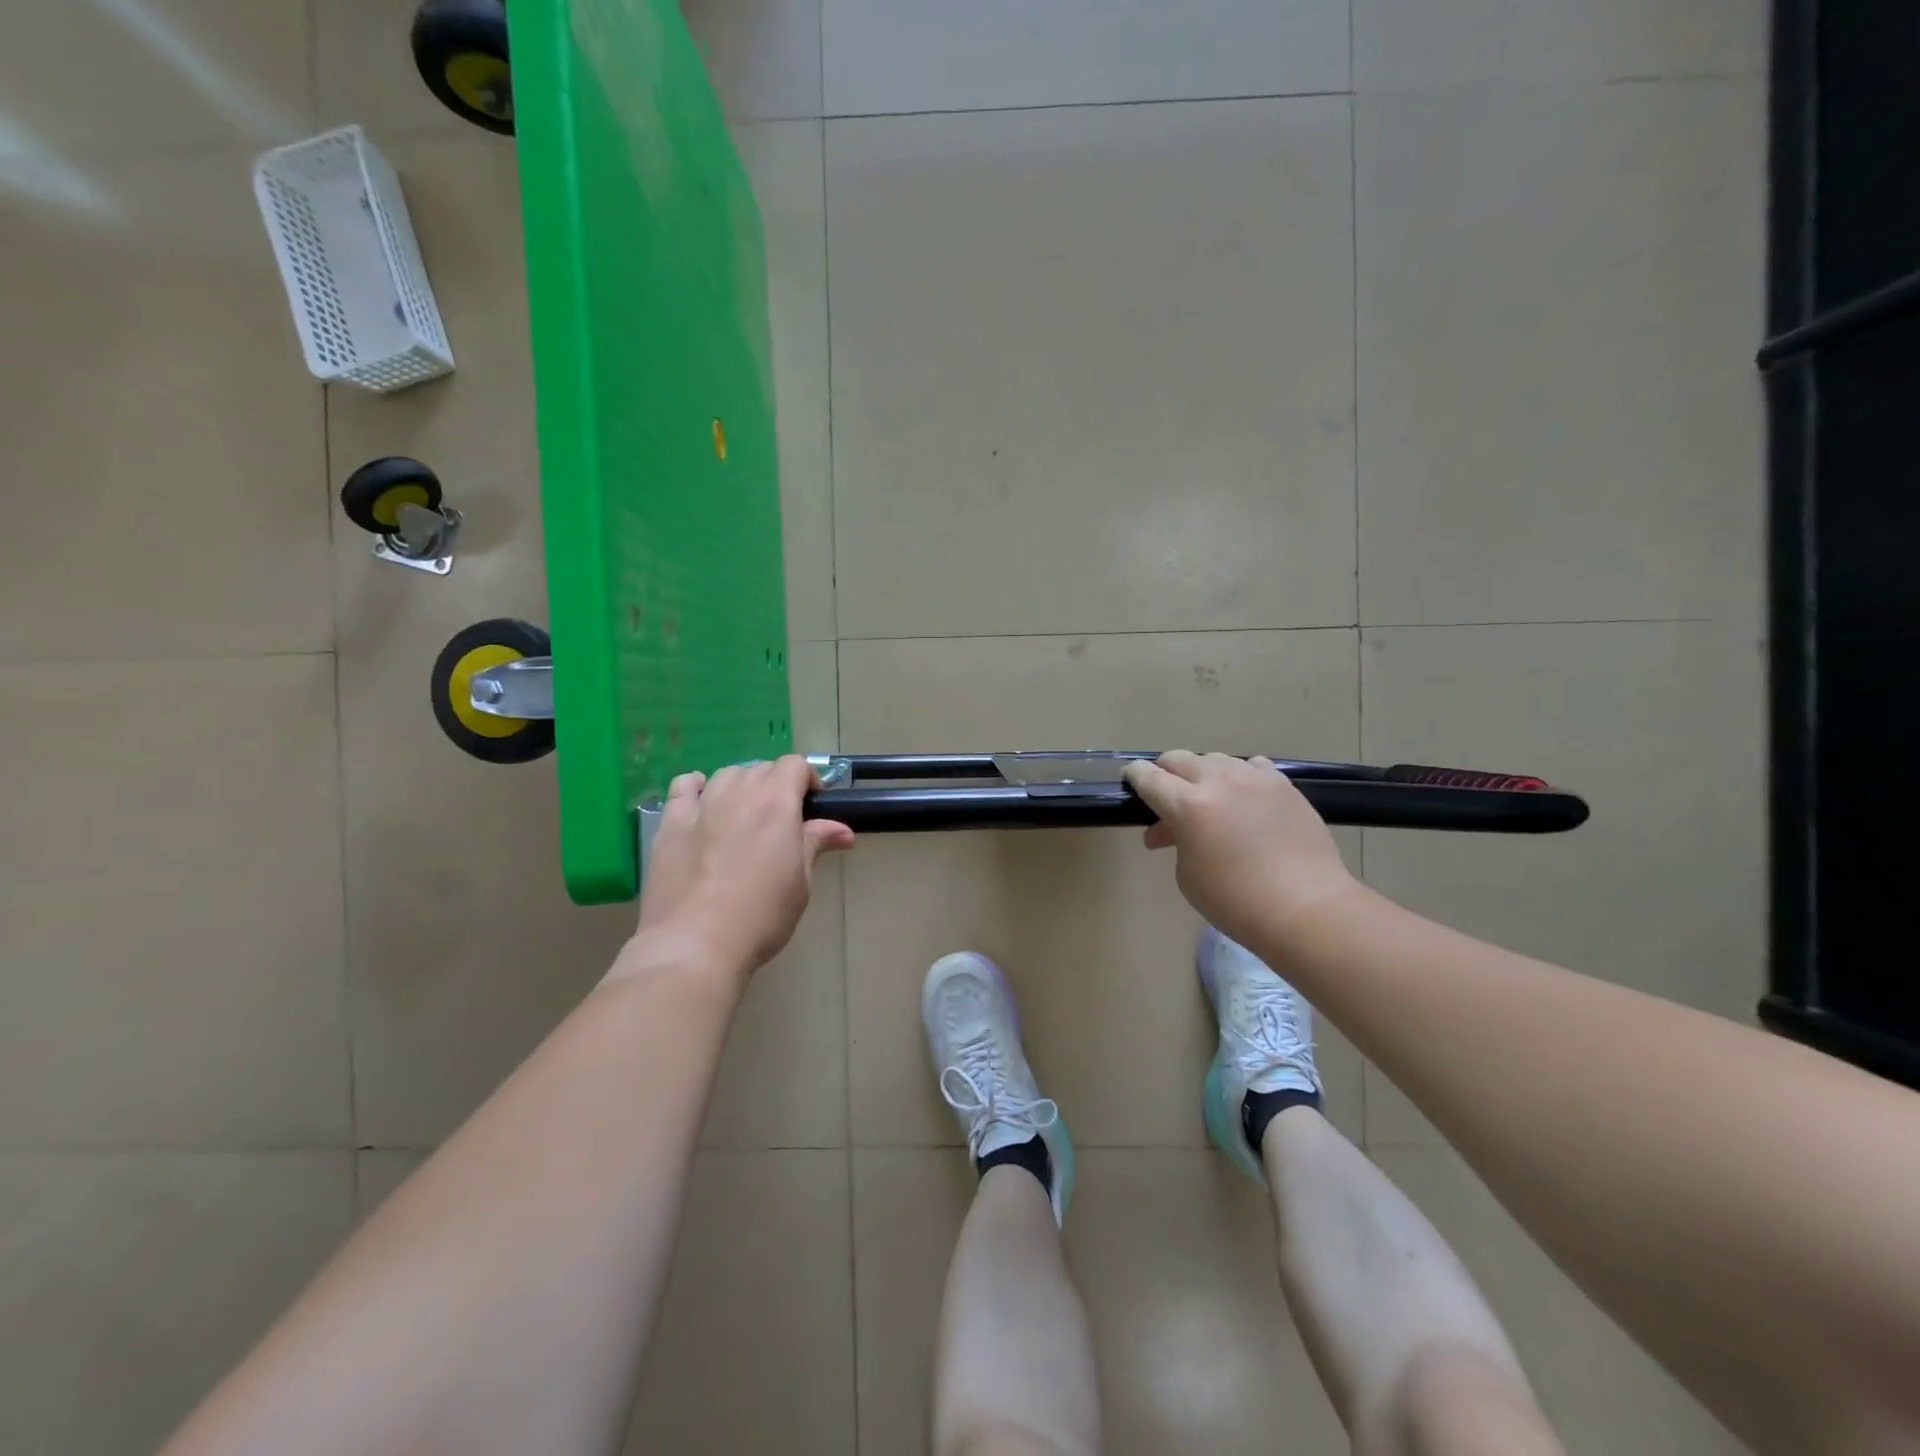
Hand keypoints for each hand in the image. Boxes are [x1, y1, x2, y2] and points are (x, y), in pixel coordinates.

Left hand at [631, 756, 854, 981]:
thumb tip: (843, 831)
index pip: (795, 765)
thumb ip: (815, 844)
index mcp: (777, 803)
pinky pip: (683, 787)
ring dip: (741, 786)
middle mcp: (739, 793)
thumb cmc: (761, 915)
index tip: (812, 806)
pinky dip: (696, 787)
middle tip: (780, 820)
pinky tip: (701, 801)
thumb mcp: (801, 883)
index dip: (807, 779)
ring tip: (743, 814)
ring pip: (726, 775)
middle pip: (761, 769)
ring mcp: (701, 806)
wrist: (696, 943)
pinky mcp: (670, 823)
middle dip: (776, 785)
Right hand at [1122, 751, 1356, 945]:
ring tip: (1208, 800)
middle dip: (1166, 772)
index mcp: (1188, 806)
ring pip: (1216, 760)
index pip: (1149, 778)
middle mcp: (1219, 782)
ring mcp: (1255, 779)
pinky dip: (1240, 777)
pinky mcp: (1284, 785)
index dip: (1135, 776)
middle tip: (1166, 795)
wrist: (1307, 907)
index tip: (1131, 777)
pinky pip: (1252, 767)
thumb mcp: (1188, 875)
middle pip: (1180, 759)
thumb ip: (1177, 840)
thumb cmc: (1236, 901)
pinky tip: (1244, 797)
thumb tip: (1175, 829)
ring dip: (1203, 775)